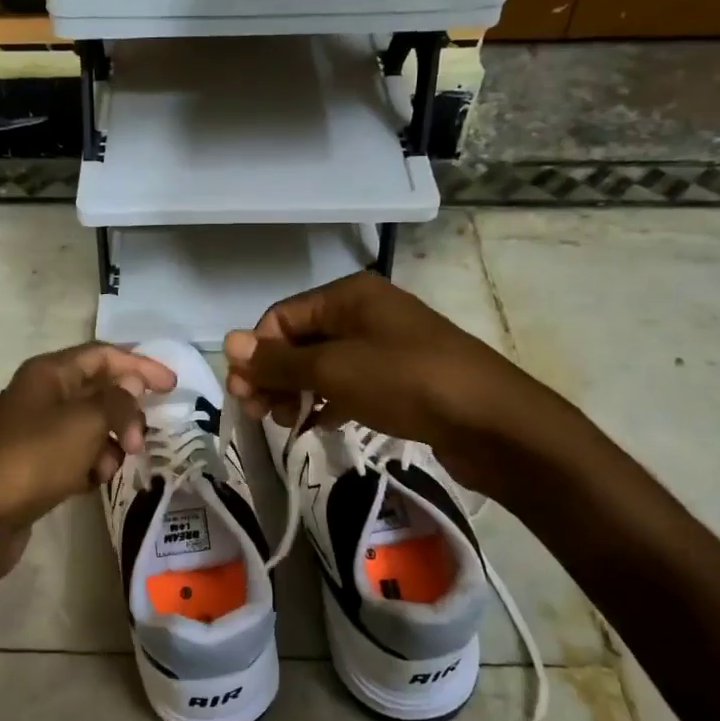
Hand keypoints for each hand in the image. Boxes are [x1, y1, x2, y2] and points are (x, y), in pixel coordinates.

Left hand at [0, 343, 176, 563]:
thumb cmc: (35, 458)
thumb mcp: (85, 422)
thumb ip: (117, 400)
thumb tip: (131, 384)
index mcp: (48, 373)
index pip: (103, 355)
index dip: (139, 366)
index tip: (172, 386)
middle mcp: (41, 395)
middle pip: (99, 391)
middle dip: (125, 414)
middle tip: (139, 441)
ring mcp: (36, 431)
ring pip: (91, 426)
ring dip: (109, 444)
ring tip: (108, 468)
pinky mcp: (35, 464)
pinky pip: (76, 454)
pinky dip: (90, 464)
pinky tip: (89, 482)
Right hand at [223, 272, 570, 498]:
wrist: (493, 422)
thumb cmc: (407, 382)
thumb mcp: (334, 370)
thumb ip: (279, 361)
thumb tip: (226, 343)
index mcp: (348, 295)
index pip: (281, 317)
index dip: (257, 353)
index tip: (243, 395)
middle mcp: (365, 312)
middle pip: (300, 340)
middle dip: (274, 375)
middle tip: (257, 414)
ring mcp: (384, 345)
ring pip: (323, 364)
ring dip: (297, 391)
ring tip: (285, 423)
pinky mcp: (399, 378)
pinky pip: (348, 384)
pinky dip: (327, 402)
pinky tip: (316, 426)